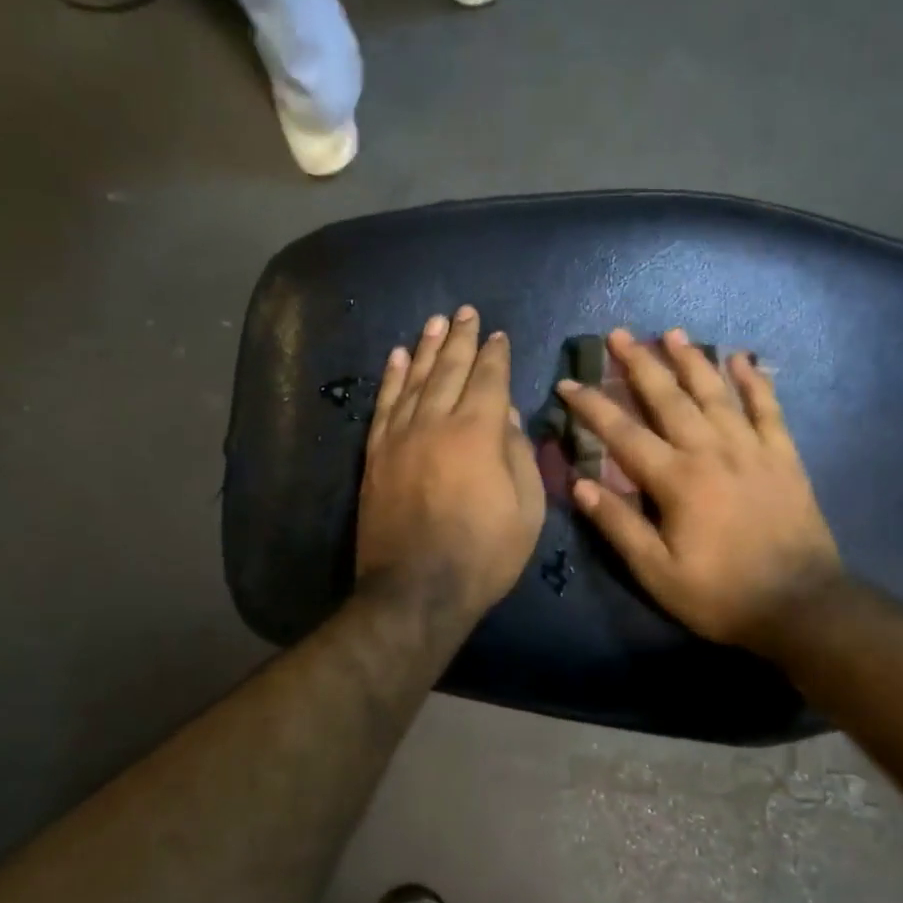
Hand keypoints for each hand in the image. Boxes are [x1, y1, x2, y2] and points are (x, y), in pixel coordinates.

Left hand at [357, 307, 546, 624]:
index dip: (496, 355)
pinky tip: (398, 358)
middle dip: (461, 339)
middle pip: (450, 370)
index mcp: (478, 434)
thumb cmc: (484, 555)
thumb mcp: (526, 510)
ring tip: (435, 322)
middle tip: (466, 312)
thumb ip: (518, 454)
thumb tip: (508, 415)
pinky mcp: (376, 455)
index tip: (499, 335)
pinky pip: (384, 405)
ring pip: (414, 380)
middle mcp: (435, 423)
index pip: (489, 380)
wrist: (415, 591)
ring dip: (427, 348)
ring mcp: (400, 437)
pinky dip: (392, 378)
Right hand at [558, 328, 843, 653]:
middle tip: (619, 334)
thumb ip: (619, 526)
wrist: (802, 607)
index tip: (568, 383)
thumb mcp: (658, 573)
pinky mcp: (784, 456)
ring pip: (716, 392)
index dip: (592, 406)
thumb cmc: (721, 595)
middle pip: (669, 398)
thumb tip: (579, 484)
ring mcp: (752, 449)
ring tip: (672, 333)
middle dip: (640, 364)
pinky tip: (743, 358)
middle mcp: (712, 451)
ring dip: (692, 360)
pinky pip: (768, 409)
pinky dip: (755, 381)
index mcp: (677, 480)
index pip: (623, 433)